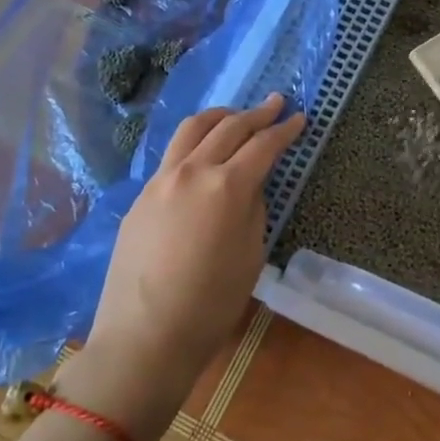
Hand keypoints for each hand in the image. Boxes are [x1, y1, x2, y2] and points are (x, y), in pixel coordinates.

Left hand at [86, 94, 304, 394]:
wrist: (144, 337)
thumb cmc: (211, 304)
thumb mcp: (251, 255)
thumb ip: (253, 208)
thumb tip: (249, 185)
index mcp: (226, 187)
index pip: (263, 146)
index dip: (284, 130)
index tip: (298, 117)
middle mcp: (192, 171)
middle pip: (229, 128)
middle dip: (256, 113)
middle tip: (275, 103)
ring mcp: (160, 180)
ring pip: (191, 130)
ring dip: (219, 117)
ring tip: (235, 115)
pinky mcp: (140, 196)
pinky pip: (171, 156)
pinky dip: (194, 144)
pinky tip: (201, 155)